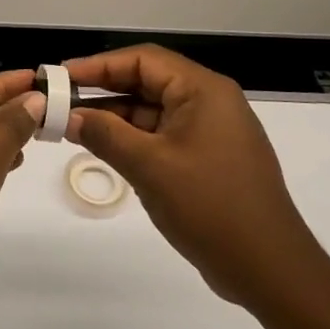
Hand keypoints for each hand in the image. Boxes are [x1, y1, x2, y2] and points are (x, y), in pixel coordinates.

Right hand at [63, 46, 329, 319]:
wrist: (269, 268)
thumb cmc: (210, 207)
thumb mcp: (150, 167)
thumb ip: (105, 135)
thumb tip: (68, 116)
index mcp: (203, 91)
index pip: (143, 60)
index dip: (98, 65)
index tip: (61, 77)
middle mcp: (209, 102)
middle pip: (147, 82)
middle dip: (103, 90)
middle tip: (60, 102)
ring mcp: (210, 132)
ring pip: (152, 111)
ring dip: (114, 117)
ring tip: (71, 127)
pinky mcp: (207, 159)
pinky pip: (162, 136)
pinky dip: (132, 139)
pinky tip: (103, 149)